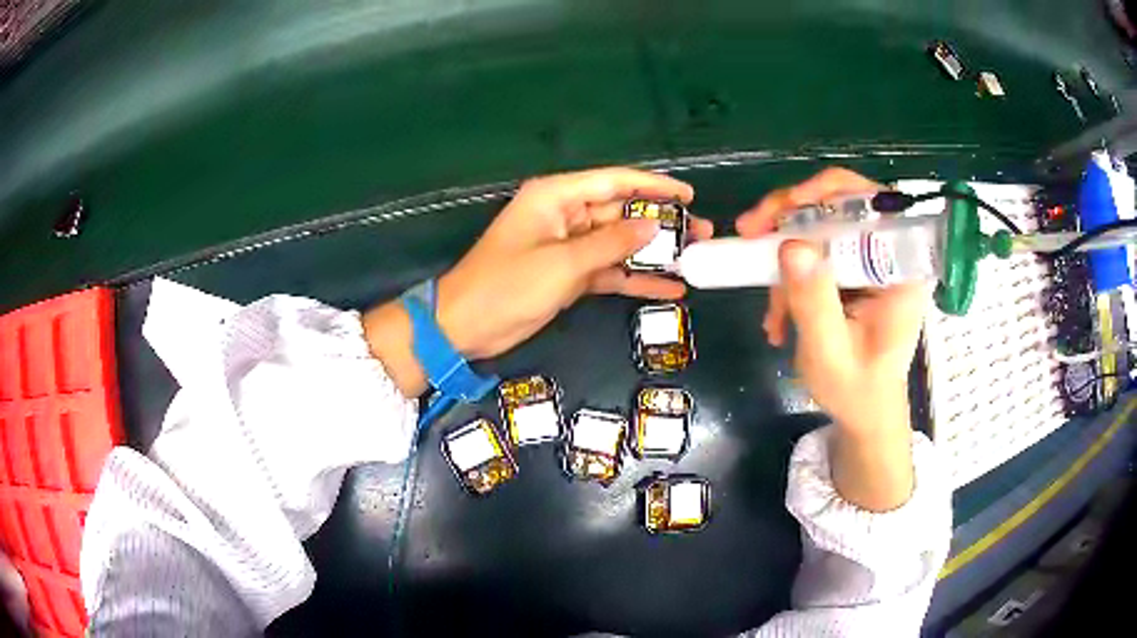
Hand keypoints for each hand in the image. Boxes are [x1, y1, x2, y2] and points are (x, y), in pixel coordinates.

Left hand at [364, 167, 711, 396]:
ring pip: (619, 244)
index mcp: (556, 197)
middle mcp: (565, 215)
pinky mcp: (569, 275)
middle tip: (702, 233)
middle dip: (661, 224)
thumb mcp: (562, 263)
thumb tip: (651, 227)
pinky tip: (668, 288)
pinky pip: (609, 271)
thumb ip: (610, 243)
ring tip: (695, 259)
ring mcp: (569, 247)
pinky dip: (635, 279)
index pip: (614, 181)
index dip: (654, 186)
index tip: (688, 195)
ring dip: (653, 253)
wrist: (465, 326)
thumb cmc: (506, 286)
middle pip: (622, 212)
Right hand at [736, 167, 927, 509]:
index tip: (782, 211)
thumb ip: (815, 303)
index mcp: (904, 270)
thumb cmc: (858, 392)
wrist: (866, 411)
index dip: (827, 194)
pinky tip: (779, 317)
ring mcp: (870, 260)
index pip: (872, 203)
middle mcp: (891, 254)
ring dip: (784, 256)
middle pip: (840, 201)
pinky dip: (789, 276)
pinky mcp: (852, 269)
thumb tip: (789, 245)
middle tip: (749, 232)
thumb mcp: (831, 355)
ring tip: (771, 312)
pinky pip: (814, 251)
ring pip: (820, 224)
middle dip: (790, 216)